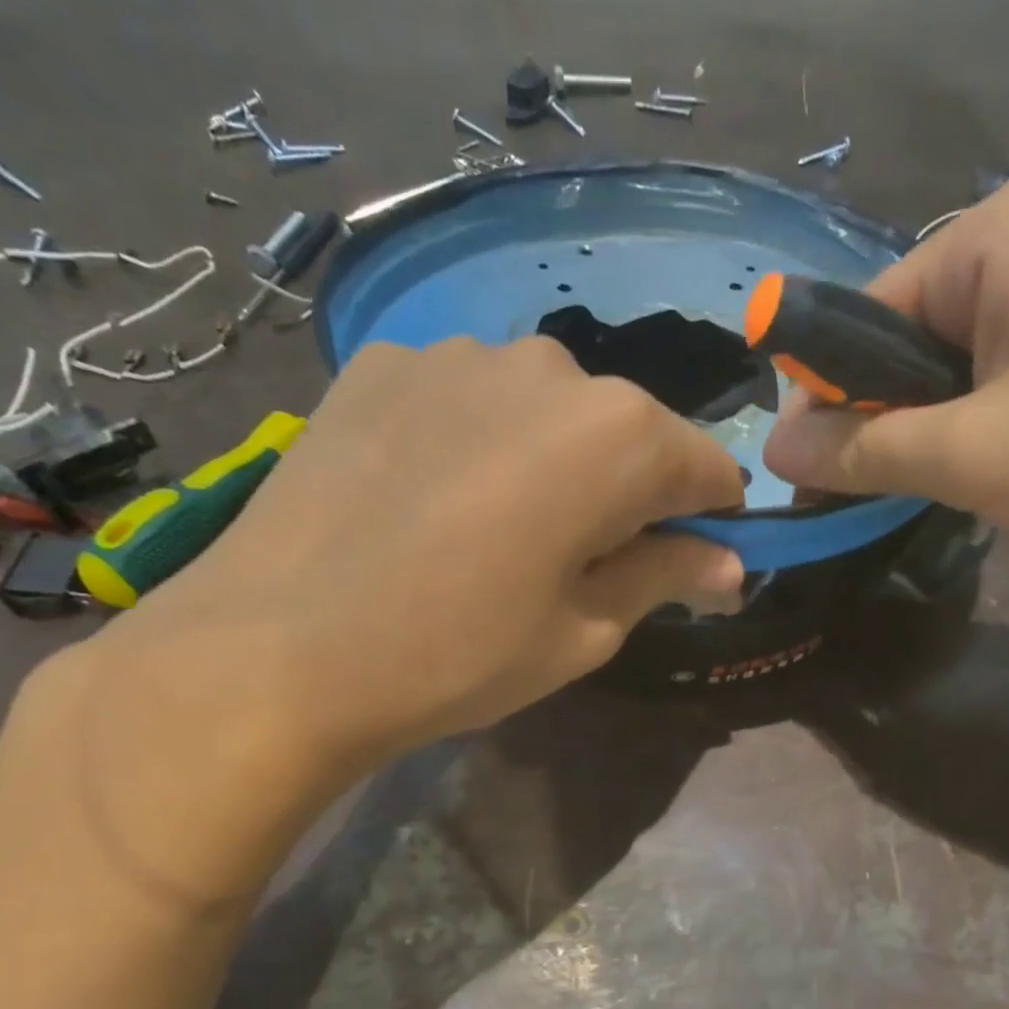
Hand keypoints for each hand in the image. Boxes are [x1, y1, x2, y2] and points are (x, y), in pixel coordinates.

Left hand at [26, 337, 743, 894]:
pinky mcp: (382, 363)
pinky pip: (468, 399)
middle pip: (627, 431)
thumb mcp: (585, 631)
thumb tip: (730, 565)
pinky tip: (434, 497)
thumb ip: (666, 577)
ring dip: (552, 461)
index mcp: (618, 435)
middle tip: (585, 561)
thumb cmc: (460, 654)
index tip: (692, 563)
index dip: (710, 519)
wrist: (279, 650)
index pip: (706, 467)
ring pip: (546, 409)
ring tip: (499, 530)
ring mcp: (456, 354)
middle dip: (628, 491)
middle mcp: (549, 367)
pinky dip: (479, 442)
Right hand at [764, 177, 1008, 582]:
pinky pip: (992, 384)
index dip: (829, 400)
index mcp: (991, 235)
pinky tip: (993, 475)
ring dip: (927, 436)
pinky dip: (972, 434)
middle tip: (889, 494)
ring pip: (944, 372)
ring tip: (951, 489)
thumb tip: (770, 447)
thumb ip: (859, 449)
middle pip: (900, 343)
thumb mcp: (968, 454)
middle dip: (882, 422)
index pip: (859, 316)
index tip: (823, 477)